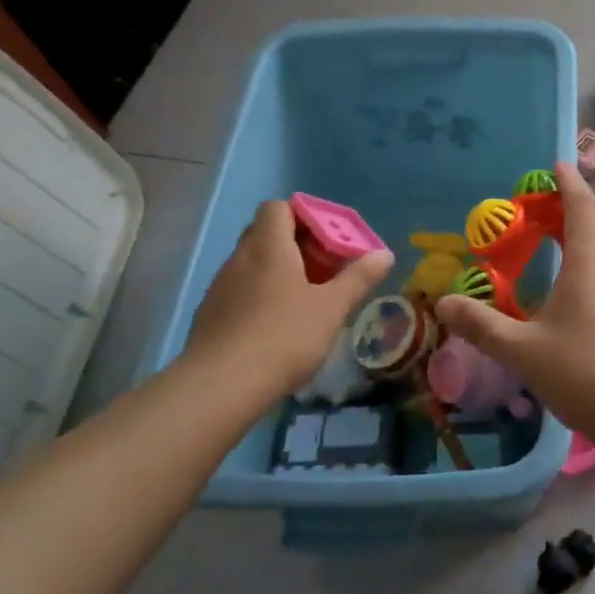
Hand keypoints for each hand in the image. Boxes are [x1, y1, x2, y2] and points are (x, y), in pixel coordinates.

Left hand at [184, 199, 392, 394]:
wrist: (221, 386)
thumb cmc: (285, 336)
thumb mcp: (332, 307)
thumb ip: (359, 278)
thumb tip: (385, 253)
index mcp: (269, 247)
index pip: (278, 207)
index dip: (304, 215)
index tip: (329, 237)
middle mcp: (240, 258)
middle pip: (265, 233)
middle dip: (295, 244)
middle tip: (324, 267)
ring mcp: (220, 287)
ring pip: (252, 264)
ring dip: (278, 271)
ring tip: (305, 299)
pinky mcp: (210, 315)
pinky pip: (240, 291)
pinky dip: (260, 296)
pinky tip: (277, 326)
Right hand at [435, 162, 594, 444]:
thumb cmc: (581, 372)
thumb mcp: (521, 352)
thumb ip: (481, 326)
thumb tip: (443, 303)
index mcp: (589, 264)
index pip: (582, 208)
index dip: (570, 183)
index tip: (558, 165)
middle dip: (585, 204)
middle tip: (559, 207)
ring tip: (577, 237)